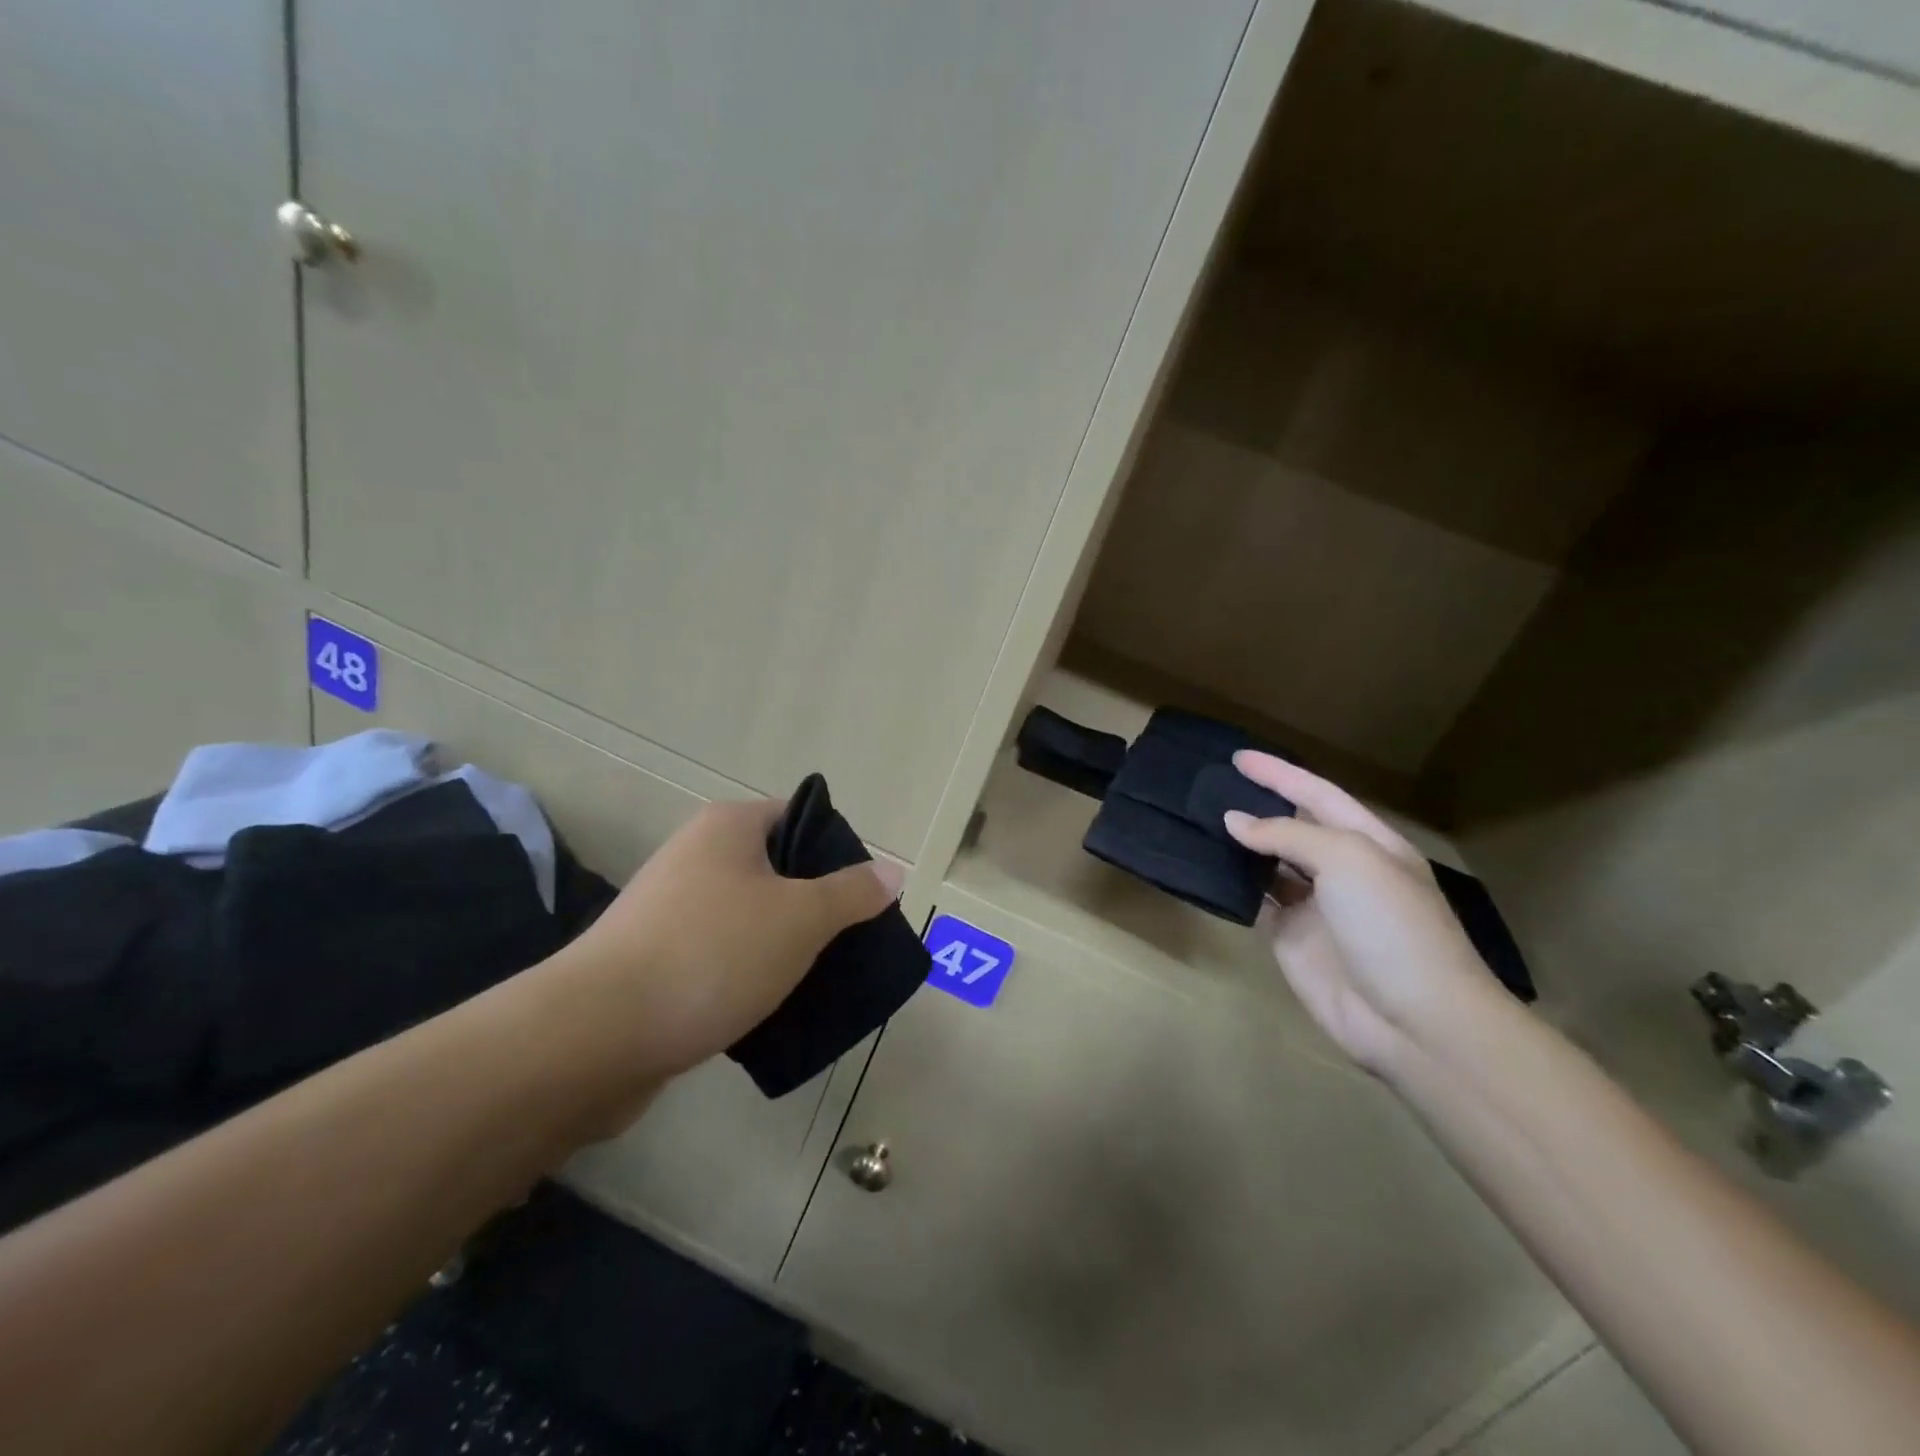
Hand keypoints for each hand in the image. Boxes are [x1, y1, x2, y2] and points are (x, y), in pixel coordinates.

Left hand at [540, 798, 900, 1095]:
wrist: (594, 1036)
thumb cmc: (711, 955)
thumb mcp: (800, 918)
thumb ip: (851, 893)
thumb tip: (892, 870)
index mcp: (728, 828)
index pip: (799, 818)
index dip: (837, 851)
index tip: (863, 895)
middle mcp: (695, 857)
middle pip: (777, 871)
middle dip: (816, 906)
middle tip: (852, 941)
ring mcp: (669, 911)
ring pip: (750, 919)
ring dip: (784, 947)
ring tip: (822, 979)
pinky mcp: (654, 962)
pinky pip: (720, 958)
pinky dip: (749, 977)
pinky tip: (775, 1008)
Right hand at [1223, 753, 1492, 1071]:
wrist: (1415, 1020)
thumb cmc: (1391, 926)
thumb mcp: (1349, 861)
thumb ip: (1289, 835)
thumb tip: (1235, 822)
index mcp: (1369, 842)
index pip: (1317, 794)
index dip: (1279, 773)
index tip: (1237, 757)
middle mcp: (1342, 868)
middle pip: (1292, 825)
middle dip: (1257, 803)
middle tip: (1208, 785)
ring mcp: (1316, 905)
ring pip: (1269, 862)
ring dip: (1240, 842)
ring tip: (1198, 819)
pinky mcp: (1292, 937)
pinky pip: (1257, 899)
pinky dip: (1233, 882)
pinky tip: (1207, 865)